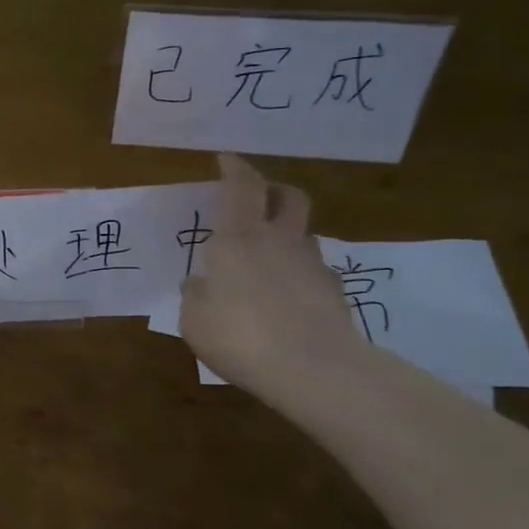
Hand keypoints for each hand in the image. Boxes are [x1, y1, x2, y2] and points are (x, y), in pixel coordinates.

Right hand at [179, 154, 361, 393]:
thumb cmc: (240, 337)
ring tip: (268, 256)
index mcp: (238, 239)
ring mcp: (311, 264)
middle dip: (273, 190)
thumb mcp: (194, 320)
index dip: (234, 168)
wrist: (315, 369)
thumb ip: (195, 295)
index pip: (241, 187)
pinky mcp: (333, 291)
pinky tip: (287, 296)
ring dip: (286, 233)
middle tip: (259, 197)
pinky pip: (313, 269)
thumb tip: (199, 282)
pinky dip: (298, 272)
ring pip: (302, 233)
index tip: (226, 158)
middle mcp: (278, 240)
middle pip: (287, 196)